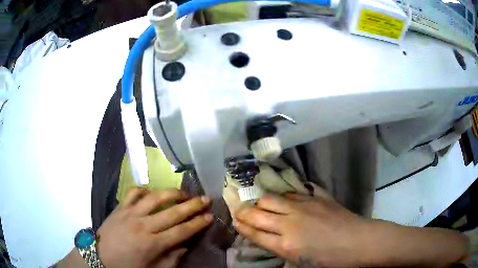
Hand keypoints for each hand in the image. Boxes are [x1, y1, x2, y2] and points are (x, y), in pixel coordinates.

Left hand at [96, 188, 212, 267]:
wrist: (100, 257)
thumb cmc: (128, 266)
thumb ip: (172, 259)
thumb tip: (185, 245)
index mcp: (153, 244)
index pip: (181, 231)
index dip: (198, 223)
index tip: (210, 216)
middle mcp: (143, 225)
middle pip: (172, 212)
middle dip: (192, 205)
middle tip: (206, 198)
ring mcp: (130, 213)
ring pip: (155, 197)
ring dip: (172, 193)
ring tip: (184, 192)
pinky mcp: (120, 207)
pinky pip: (133, 192)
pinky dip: (144, 189)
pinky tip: (151, 192)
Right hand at [234, 193, 369, 266]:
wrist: (356, 241)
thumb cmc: (329, 259)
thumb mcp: (299, 261)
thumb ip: (279, 249)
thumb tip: (266, 237)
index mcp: (285, 245)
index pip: (253, 232)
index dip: (241, 226)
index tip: (235, 221)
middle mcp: (289, 223)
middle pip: (256, 213)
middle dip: (243, 212)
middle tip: (240, 211)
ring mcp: (302, 206)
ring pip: (270, 198)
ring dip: (261, 202)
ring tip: (259, 205)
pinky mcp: (315, 197)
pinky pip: (290, 193)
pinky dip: (282, 197)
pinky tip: (282, 200)